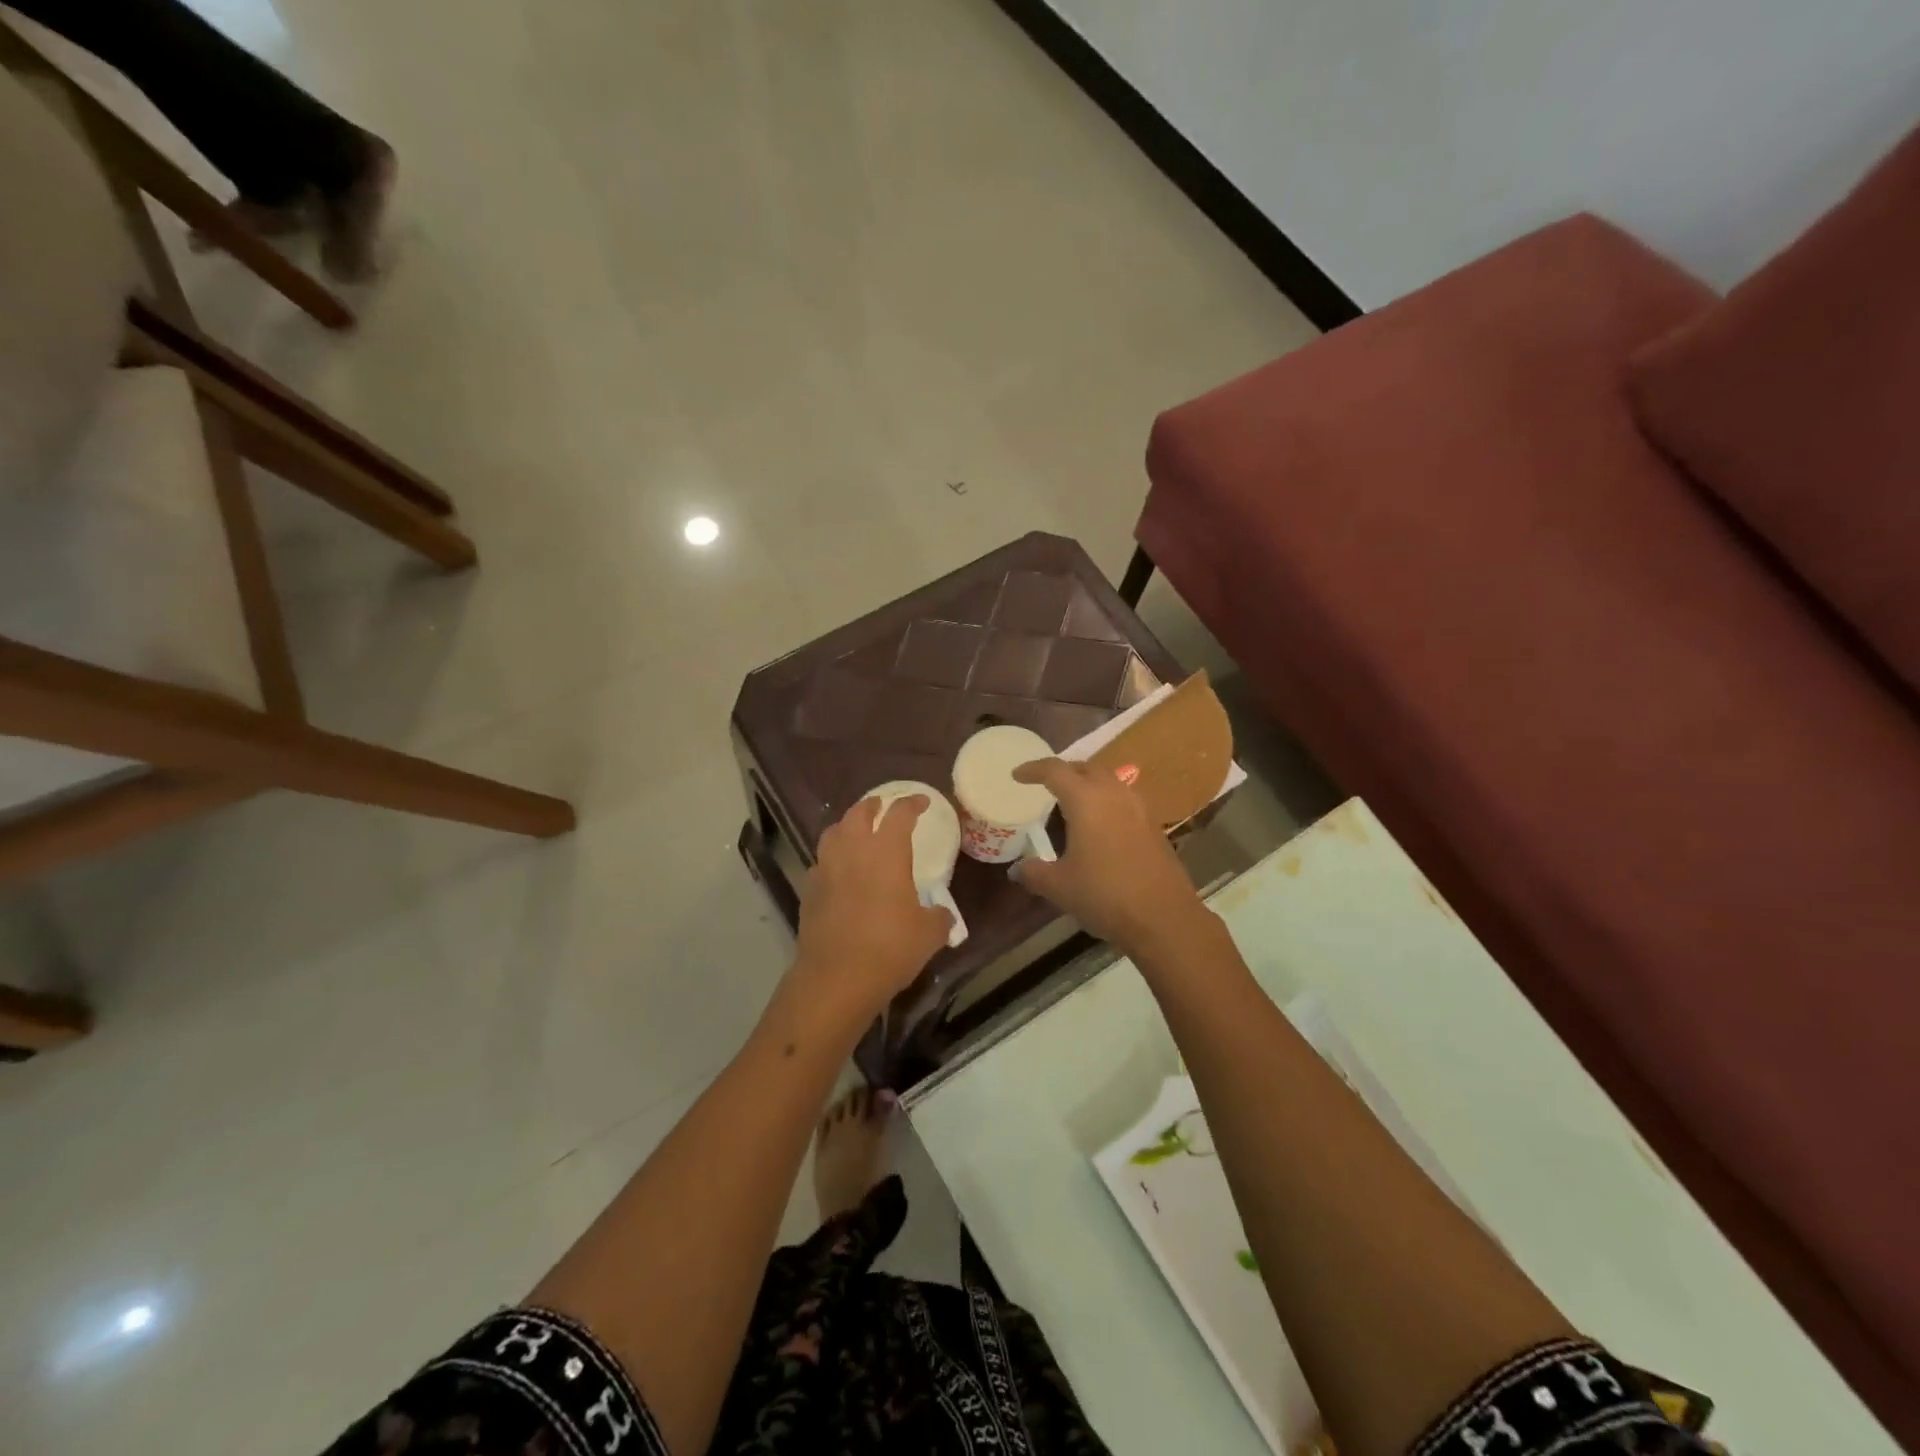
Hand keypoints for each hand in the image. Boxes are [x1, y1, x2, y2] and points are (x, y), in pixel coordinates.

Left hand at [791, 796, 954, 1021]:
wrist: (837, 978)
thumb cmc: (890, 948)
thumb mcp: (928, 934)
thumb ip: (939, 918)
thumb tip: (942, 915)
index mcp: (886, 852)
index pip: (899, 814)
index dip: (912, 803)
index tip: (922, 802)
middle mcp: (853, 851)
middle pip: (858, 813)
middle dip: (872, 806)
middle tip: (882, 807)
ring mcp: (826, 869)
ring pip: (833, 833)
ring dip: (847, 826)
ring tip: (856, 832)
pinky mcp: (809, 891)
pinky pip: (820, 863)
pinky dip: (831, 859)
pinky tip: (839, 872)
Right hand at [1012, 758, 1209, 959]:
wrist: (1163, 917)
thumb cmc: (1104, 894)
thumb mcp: (1059, 886)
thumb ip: (1034, 872)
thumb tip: (1017, 869)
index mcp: (1086, 800)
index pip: (1055, 771)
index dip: (1033, 769)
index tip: (1017, 774)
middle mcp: (1114, 794)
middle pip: (1085, 768)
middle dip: (1063, 771)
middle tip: (1045, 784)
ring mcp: (1138, 808)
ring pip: (1109, 781)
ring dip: (1088, 784)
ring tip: (1072, 803)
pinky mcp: (1153, 825)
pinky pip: (1123, 800)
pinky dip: (1106, 801)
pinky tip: (1100, 826)